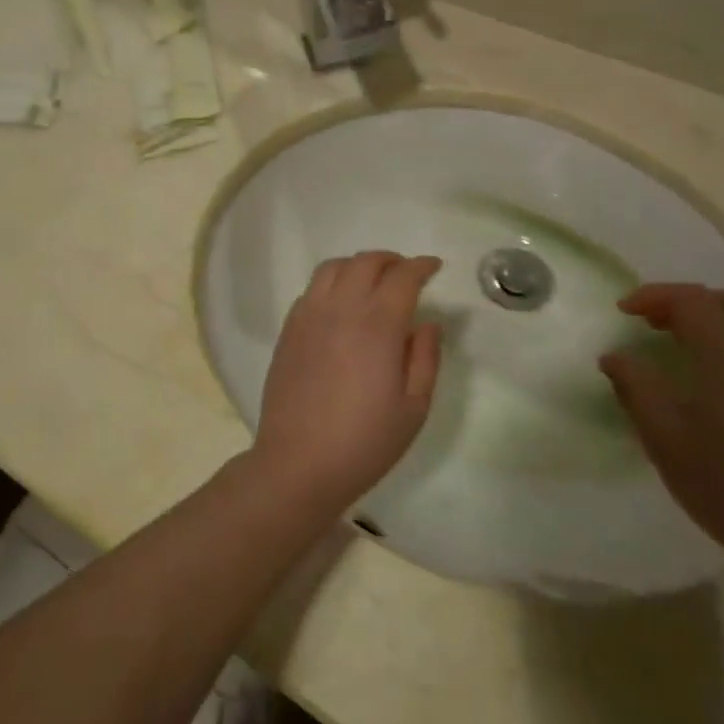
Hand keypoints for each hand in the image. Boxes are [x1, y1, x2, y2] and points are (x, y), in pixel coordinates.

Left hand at [250, 252, 442, 517]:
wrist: (298, 463)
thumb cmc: (364, 441)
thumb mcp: (413, 407)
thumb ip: (426, 358)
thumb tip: (428, 323)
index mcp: (378, 325)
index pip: (403, 276)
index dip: (422, 266)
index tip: (434, 267)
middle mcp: (341, 308)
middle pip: (366, 262)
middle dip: (392, 260)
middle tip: (407, 273)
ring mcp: (309, 315)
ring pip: (333, 267)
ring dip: (358, 265)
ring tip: (373, 282)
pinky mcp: (289, 329)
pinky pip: (312, 289)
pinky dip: (332, 283)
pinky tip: (341, 305)